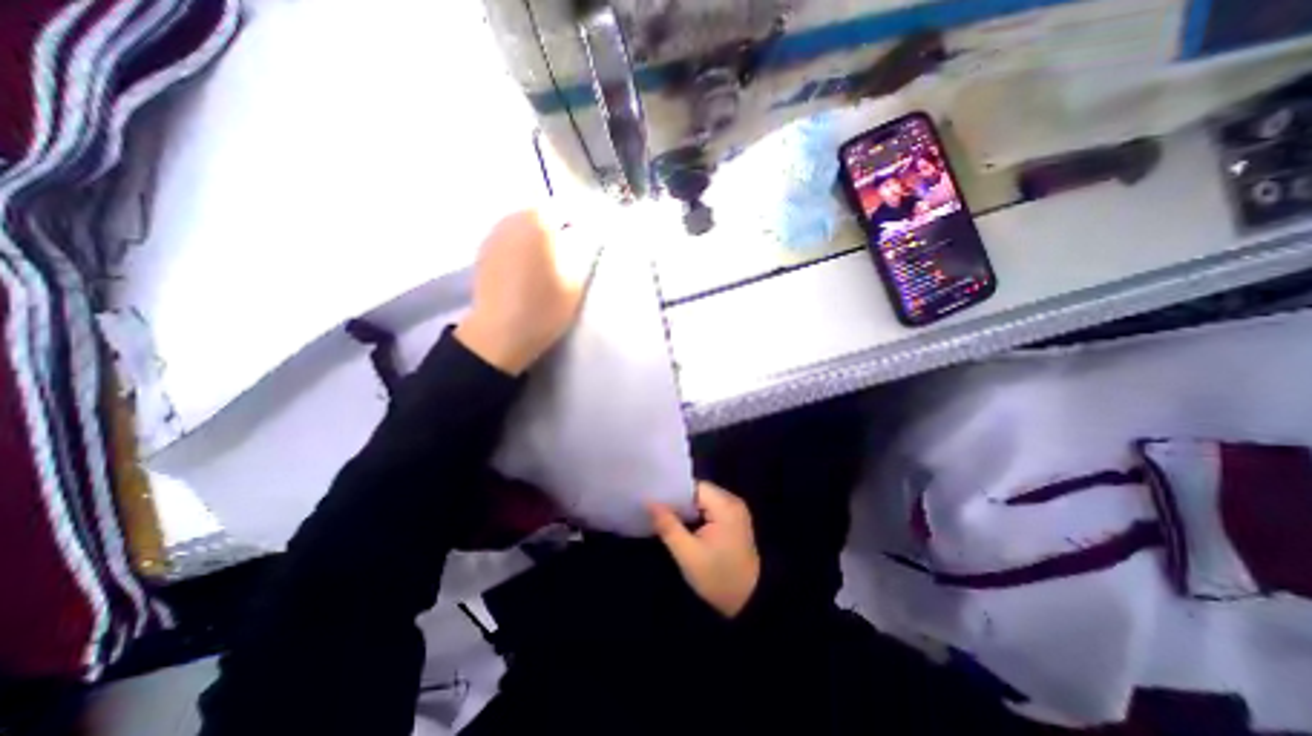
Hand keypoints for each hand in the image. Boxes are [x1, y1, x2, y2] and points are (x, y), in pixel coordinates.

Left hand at [451, 211, 595, 377]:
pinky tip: (528, 268)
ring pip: (525, 225)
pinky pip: (511, 238)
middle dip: (559, 228)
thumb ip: (584, 249)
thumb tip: (587, 233)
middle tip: (572, 251)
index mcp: (539, 221)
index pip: (568, 209)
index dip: (582, 223)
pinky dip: (523, 245)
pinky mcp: (484, 251)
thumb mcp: (577, 279)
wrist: (501, 333)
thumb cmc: (545, 307)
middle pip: (544, 214)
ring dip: (540, 236)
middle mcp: (513, 218)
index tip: (590, 242)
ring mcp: (494, 233)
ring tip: (550, 261)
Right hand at [644, 480, 757, 616]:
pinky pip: (710, 509)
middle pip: (699, 492)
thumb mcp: (688, 554)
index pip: (694, 487)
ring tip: (663, 515)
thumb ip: (668, 526)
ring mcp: (735, 511)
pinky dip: (696, 515)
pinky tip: (681, 524)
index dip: (674, 492)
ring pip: (703, 501)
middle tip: (655, 508)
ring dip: (686, 509)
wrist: (750, 602)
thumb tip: (649, 502)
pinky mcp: (734, 521)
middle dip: (678, 501)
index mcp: (725, 505)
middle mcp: (732, 502)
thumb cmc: (718, 578)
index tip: (654, 498)